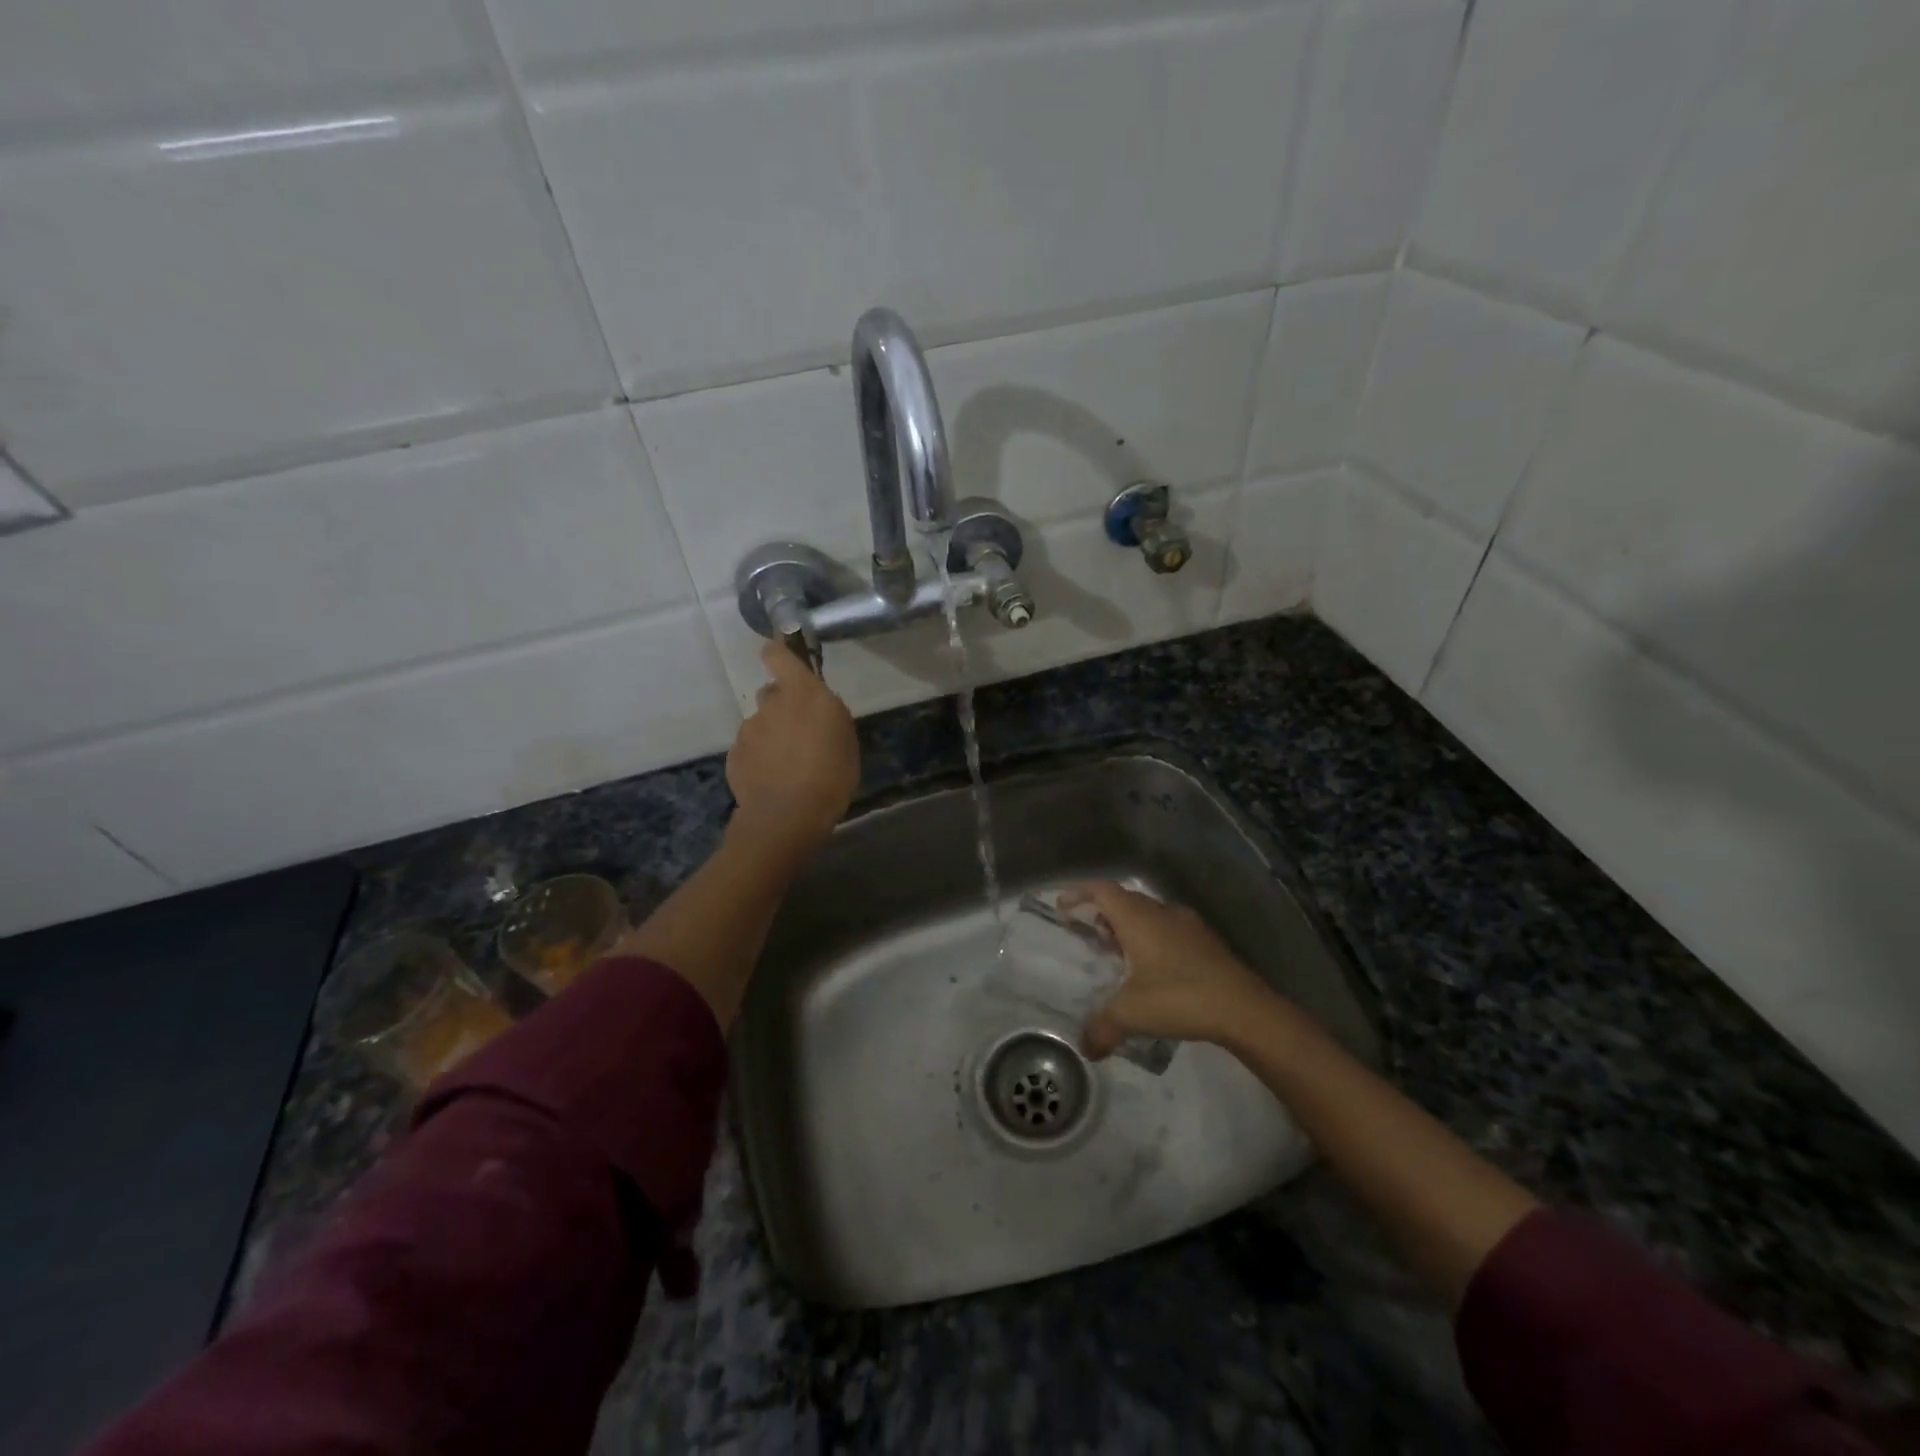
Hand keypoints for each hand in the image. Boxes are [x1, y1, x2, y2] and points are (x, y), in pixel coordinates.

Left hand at [726, 642, 859, 852]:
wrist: (788, 816)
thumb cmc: (830, 775)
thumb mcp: (845, 739)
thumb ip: (827, 714)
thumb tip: (815, 708)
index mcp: (803, 694)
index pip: (779, 655)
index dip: (779, 652)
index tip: (783, 656)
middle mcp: (771, 704)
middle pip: (772, 693)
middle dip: (783, 707)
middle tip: (800, 733)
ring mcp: (749, 729)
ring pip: (761, 724)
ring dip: (772, 736)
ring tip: (789, 766)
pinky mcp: (735, 755)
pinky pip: (750, 749)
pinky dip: (760, 759)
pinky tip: (773, 780)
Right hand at [1063, 881, 1280, 1057]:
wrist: (1245, 1009)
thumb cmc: (1180, 998)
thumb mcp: (1132, 1015)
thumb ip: (1102, 1028)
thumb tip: (1085, 1048)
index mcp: (1139, 918)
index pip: (1102, 890)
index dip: (1079, 893)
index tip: (1063, 906)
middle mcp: (1162, 912)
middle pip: (1125, 899)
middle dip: (1104, 913)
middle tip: (1091, 937)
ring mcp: (1188, 924)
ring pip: (1149, 914)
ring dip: (1130, 927)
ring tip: (1119, 955)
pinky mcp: (1207, 941)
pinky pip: (1169, 929)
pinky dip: (1152, 939)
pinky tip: (1154, 970)